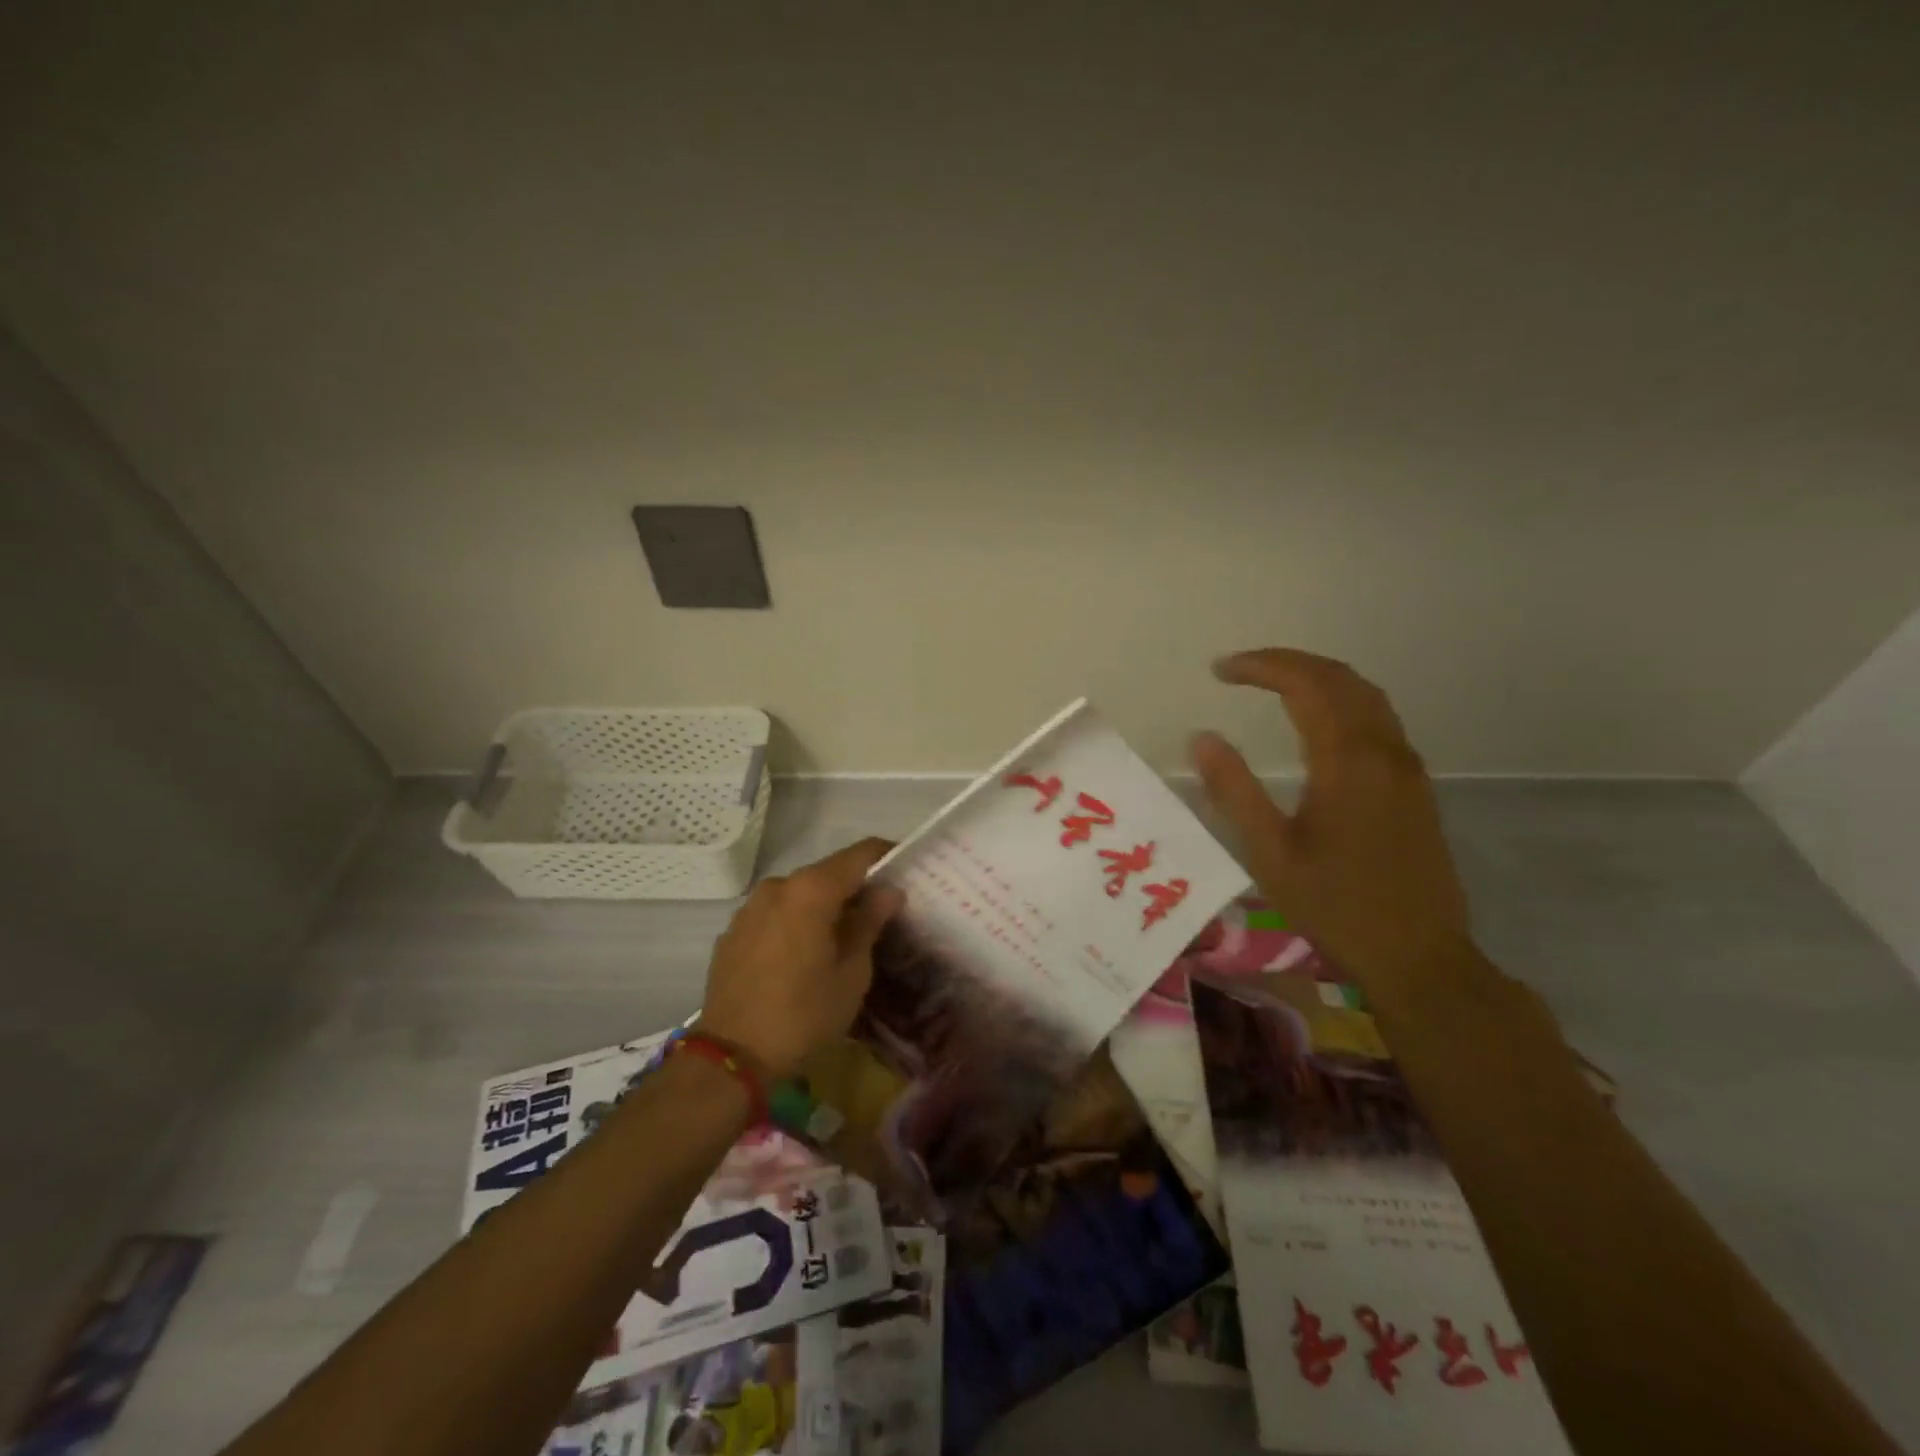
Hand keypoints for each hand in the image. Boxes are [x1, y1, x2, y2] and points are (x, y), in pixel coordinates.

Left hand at [699, 838, 904, 1079]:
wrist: (731, 1058)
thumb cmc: (804, 1015)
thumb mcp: (851, 973)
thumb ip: (870, 922)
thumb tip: (889, 891)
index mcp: (811, 890)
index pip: (859, 855)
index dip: (886, 856)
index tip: (906, 870)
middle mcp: (778, 886)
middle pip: (827, 873)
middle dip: (855, 888)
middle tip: (880, 914)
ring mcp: (750, 908)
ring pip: (799, 894)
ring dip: (823, 906)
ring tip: (842, 938)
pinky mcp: (733, 932)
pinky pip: (776, 914)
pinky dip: (796, 922)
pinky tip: (804, 954)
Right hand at [1191, 648, 1473, 998]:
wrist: (1419, 955)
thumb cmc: (1335, 906)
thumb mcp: (1269, 853)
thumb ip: (1233, 790)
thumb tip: (1202, 737)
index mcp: (1347, 761)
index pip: (1305, 684)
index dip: (1261, 666)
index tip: (1219, 670)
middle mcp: (1383, 751)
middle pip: (1340, 678)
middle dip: (1288, 662)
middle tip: (1240, 669)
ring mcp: (1406, 766)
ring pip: (1366, 694)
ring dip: (1318, 676)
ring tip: (1273, 682)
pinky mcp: (1415, 784)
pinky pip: (1379, 717)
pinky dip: (1342, 699)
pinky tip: (1318, 719)